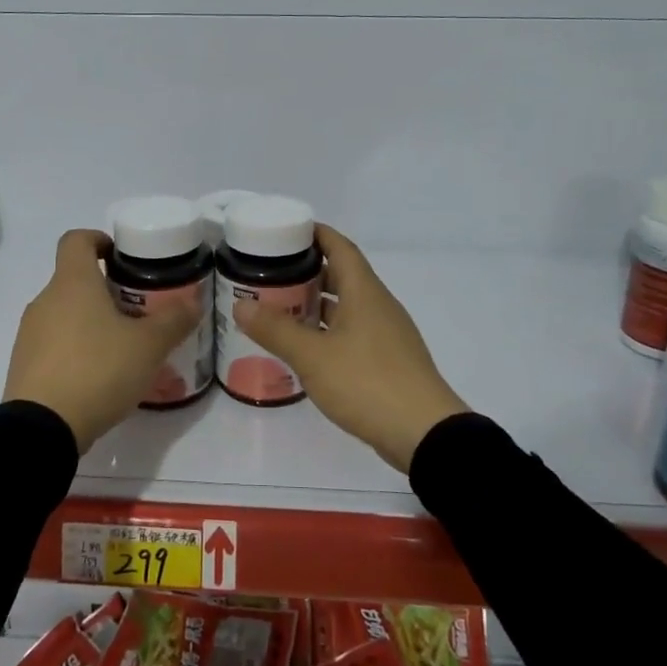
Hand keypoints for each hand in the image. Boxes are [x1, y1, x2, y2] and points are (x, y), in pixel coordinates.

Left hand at [3, 229, 202, 451]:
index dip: (99, 240)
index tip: (122, 258)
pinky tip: (100, 377)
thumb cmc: (97, 370)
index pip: (76, 239)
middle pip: (75, 279)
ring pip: (65, 314)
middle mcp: (45, 300)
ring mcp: (30, 334)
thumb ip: (174, 320)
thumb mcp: (148, 346)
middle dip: (107, 291)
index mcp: (72, 282)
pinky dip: (76, 350)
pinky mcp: (24, 365)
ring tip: (124, 349)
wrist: (41, 429)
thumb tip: (193, 301)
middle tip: (139, 312)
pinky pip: (55, 345)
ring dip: (92, 322)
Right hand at [234, 225, 465, 471]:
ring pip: (348, 306)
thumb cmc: (367, 382)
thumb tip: (241, 304)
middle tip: (271, 274)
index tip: (286, 231)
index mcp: (365, 292)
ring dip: (318, 304)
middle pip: (343, 276)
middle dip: (309, 272)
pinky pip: (354, 332)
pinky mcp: (389, 360)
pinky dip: (329, 330)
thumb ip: (276, 329)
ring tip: (281, 308)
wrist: (425, 434)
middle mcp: (379, 305)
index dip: (316, 234)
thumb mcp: (313, 356)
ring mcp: (387, 334)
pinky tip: (307, 347)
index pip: (340, 247)